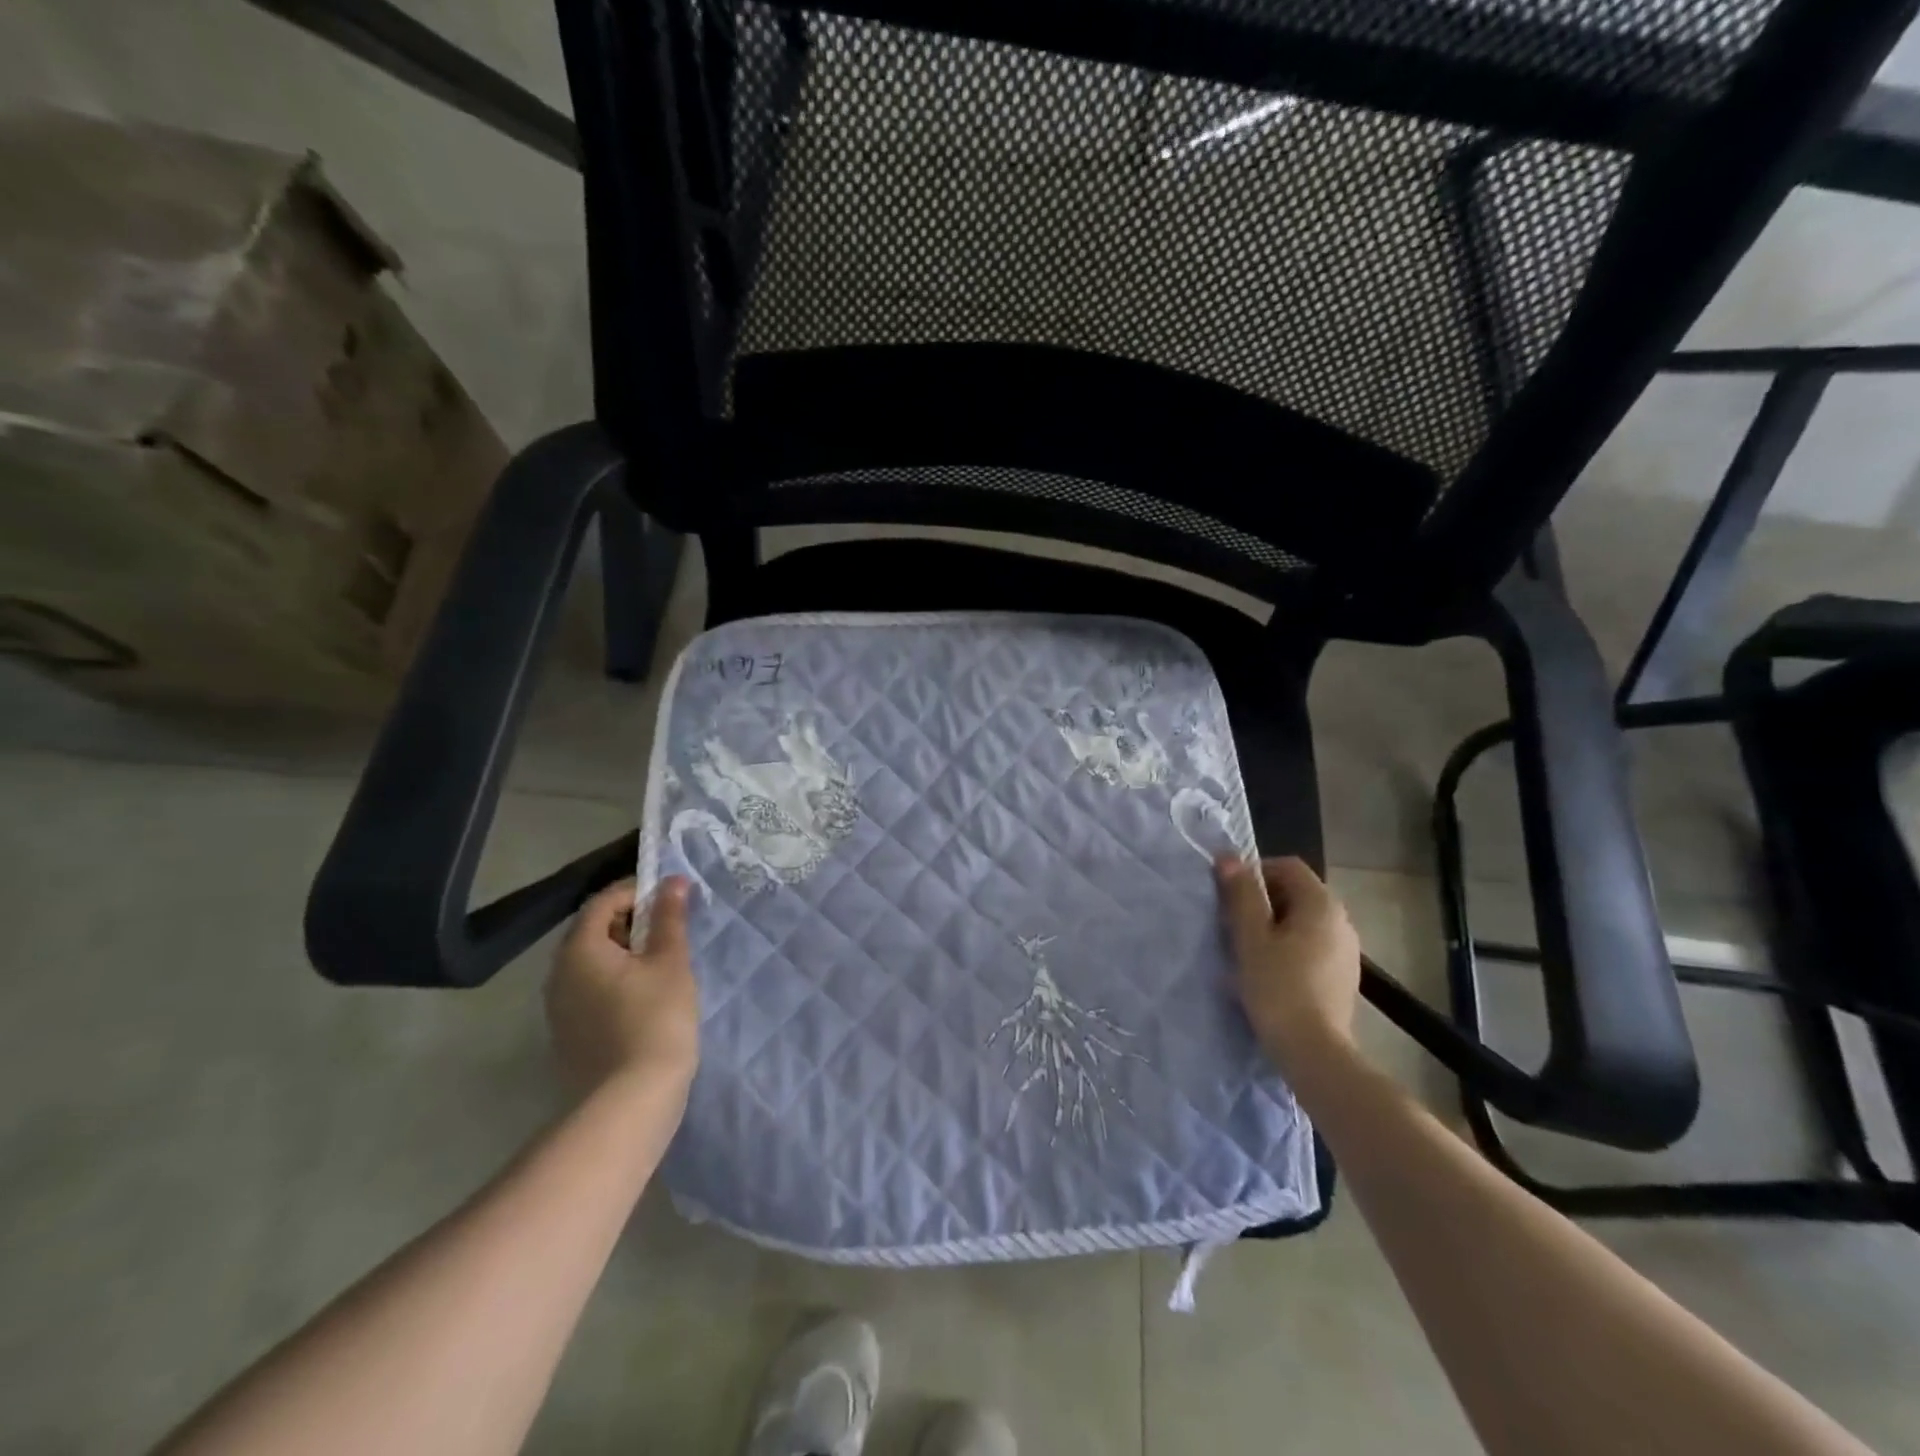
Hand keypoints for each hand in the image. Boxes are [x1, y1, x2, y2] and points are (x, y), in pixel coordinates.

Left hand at [545, 877, 698, 1098]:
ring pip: (593, 962)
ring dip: (626, 951)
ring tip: (665, 960)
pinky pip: (592, 989)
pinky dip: (618, 979)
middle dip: (633, 920)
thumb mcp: (670, 962)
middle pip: (594, 930)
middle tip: (673, 928)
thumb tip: (671, 881)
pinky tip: (648, 994)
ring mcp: (560, 1007)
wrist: (630, 1101)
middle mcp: (559, 974)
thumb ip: (669, 918)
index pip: (603, 901)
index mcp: (579, 950)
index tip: (672, 898)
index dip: (637, 891)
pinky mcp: (570, 1033)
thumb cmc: (655, 1020)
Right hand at [1216, 856, 1361, 1074]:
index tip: (1230, 896)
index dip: (1255, 872)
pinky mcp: (1344, 977)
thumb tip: (1228, 857)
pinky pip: (1312, 947)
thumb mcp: (1250, 937)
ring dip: (1273, 927)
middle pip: (1296, 893)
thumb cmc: (1278, 987)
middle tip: (1233, 925)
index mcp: (1321, 904)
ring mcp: (1347, 950)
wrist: (1314, 1053)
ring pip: (1303, 922)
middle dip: (1262, 902)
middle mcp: (1341, 921)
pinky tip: (1270, 975)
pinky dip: (1289, 949)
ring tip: (1247, 952)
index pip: (1287, 866)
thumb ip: (1241, 894)